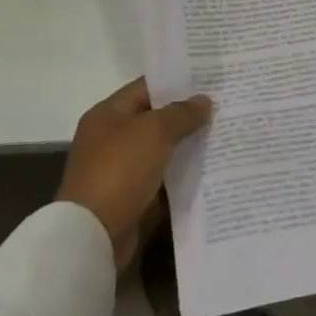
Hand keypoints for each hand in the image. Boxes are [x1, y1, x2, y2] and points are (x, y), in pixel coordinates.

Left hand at [57, 78, 211, 266]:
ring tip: (222, 136)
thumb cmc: (120, 171)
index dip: (178, 82)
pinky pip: (161, 177)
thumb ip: (182, 113)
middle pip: (155, 118)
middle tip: (223, 107)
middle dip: (187, 114)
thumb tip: (204, 101)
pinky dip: (181, 174)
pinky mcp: (129, 196)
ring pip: (160, 149)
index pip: (147, 87)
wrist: (92, 235)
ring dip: (186, 145)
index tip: (210, 80)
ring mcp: (119, 168)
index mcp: (108, 113)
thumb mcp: (154, 132)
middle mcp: (110, 137)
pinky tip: (209, 169)